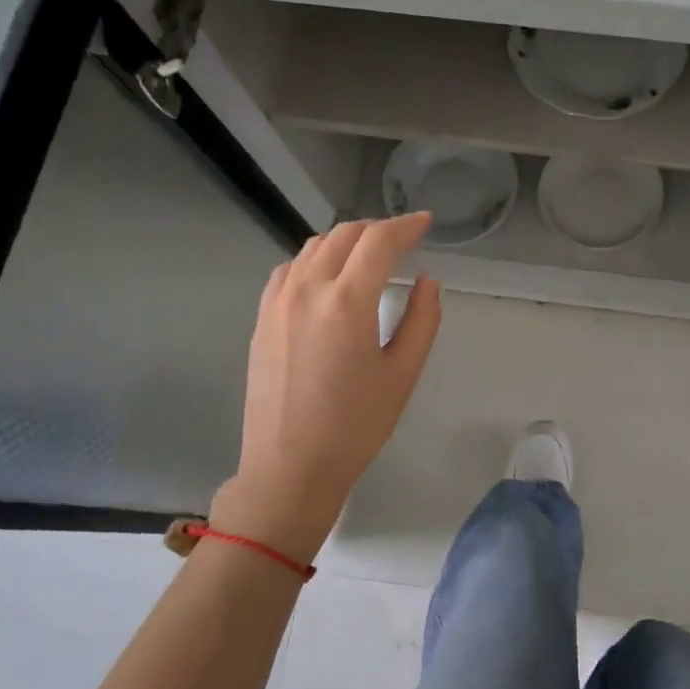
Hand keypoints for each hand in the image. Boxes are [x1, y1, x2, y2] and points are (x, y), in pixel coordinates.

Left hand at [213, 214, 441, 561]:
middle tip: (404, 239)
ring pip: (314, 247)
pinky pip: (290, 269)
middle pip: (344, 235)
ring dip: (346, 241)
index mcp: (347, 301)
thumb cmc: (356, 425)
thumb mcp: (403, 374)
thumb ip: (422, 319)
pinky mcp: (262, 318)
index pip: (379, 241)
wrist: (290, 466)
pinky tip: (329, 278)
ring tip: (370, 255)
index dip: (406, 226)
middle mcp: (307, 289)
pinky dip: (316, 260)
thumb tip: (426, 281)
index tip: (426, 222)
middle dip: (378, 229)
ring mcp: (278, 301)